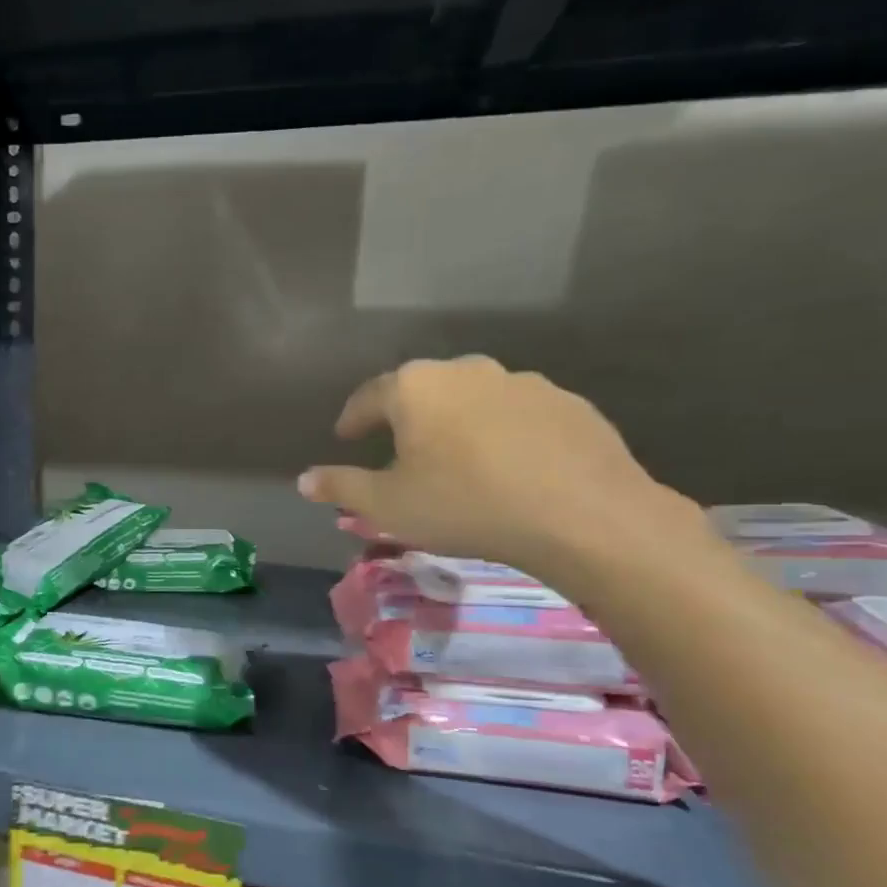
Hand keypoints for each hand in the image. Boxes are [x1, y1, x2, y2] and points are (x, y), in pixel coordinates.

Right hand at [298, 356, 711, 587]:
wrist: (582, 515)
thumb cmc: (465, 504)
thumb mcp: (388, 505)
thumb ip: (341, 487)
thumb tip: (304, 479)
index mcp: (415, 388)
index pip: (368, 397)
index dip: (352, 419)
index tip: (346, 437)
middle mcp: (465, 371)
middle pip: (422, 391)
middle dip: (406, 418)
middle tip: (401, 450)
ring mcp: (521, 382)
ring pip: (472, 399)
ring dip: (456, 423)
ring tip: (458, 460)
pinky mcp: (567, 402)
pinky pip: (517, 414)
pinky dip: (502, 433)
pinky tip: (509, 466)